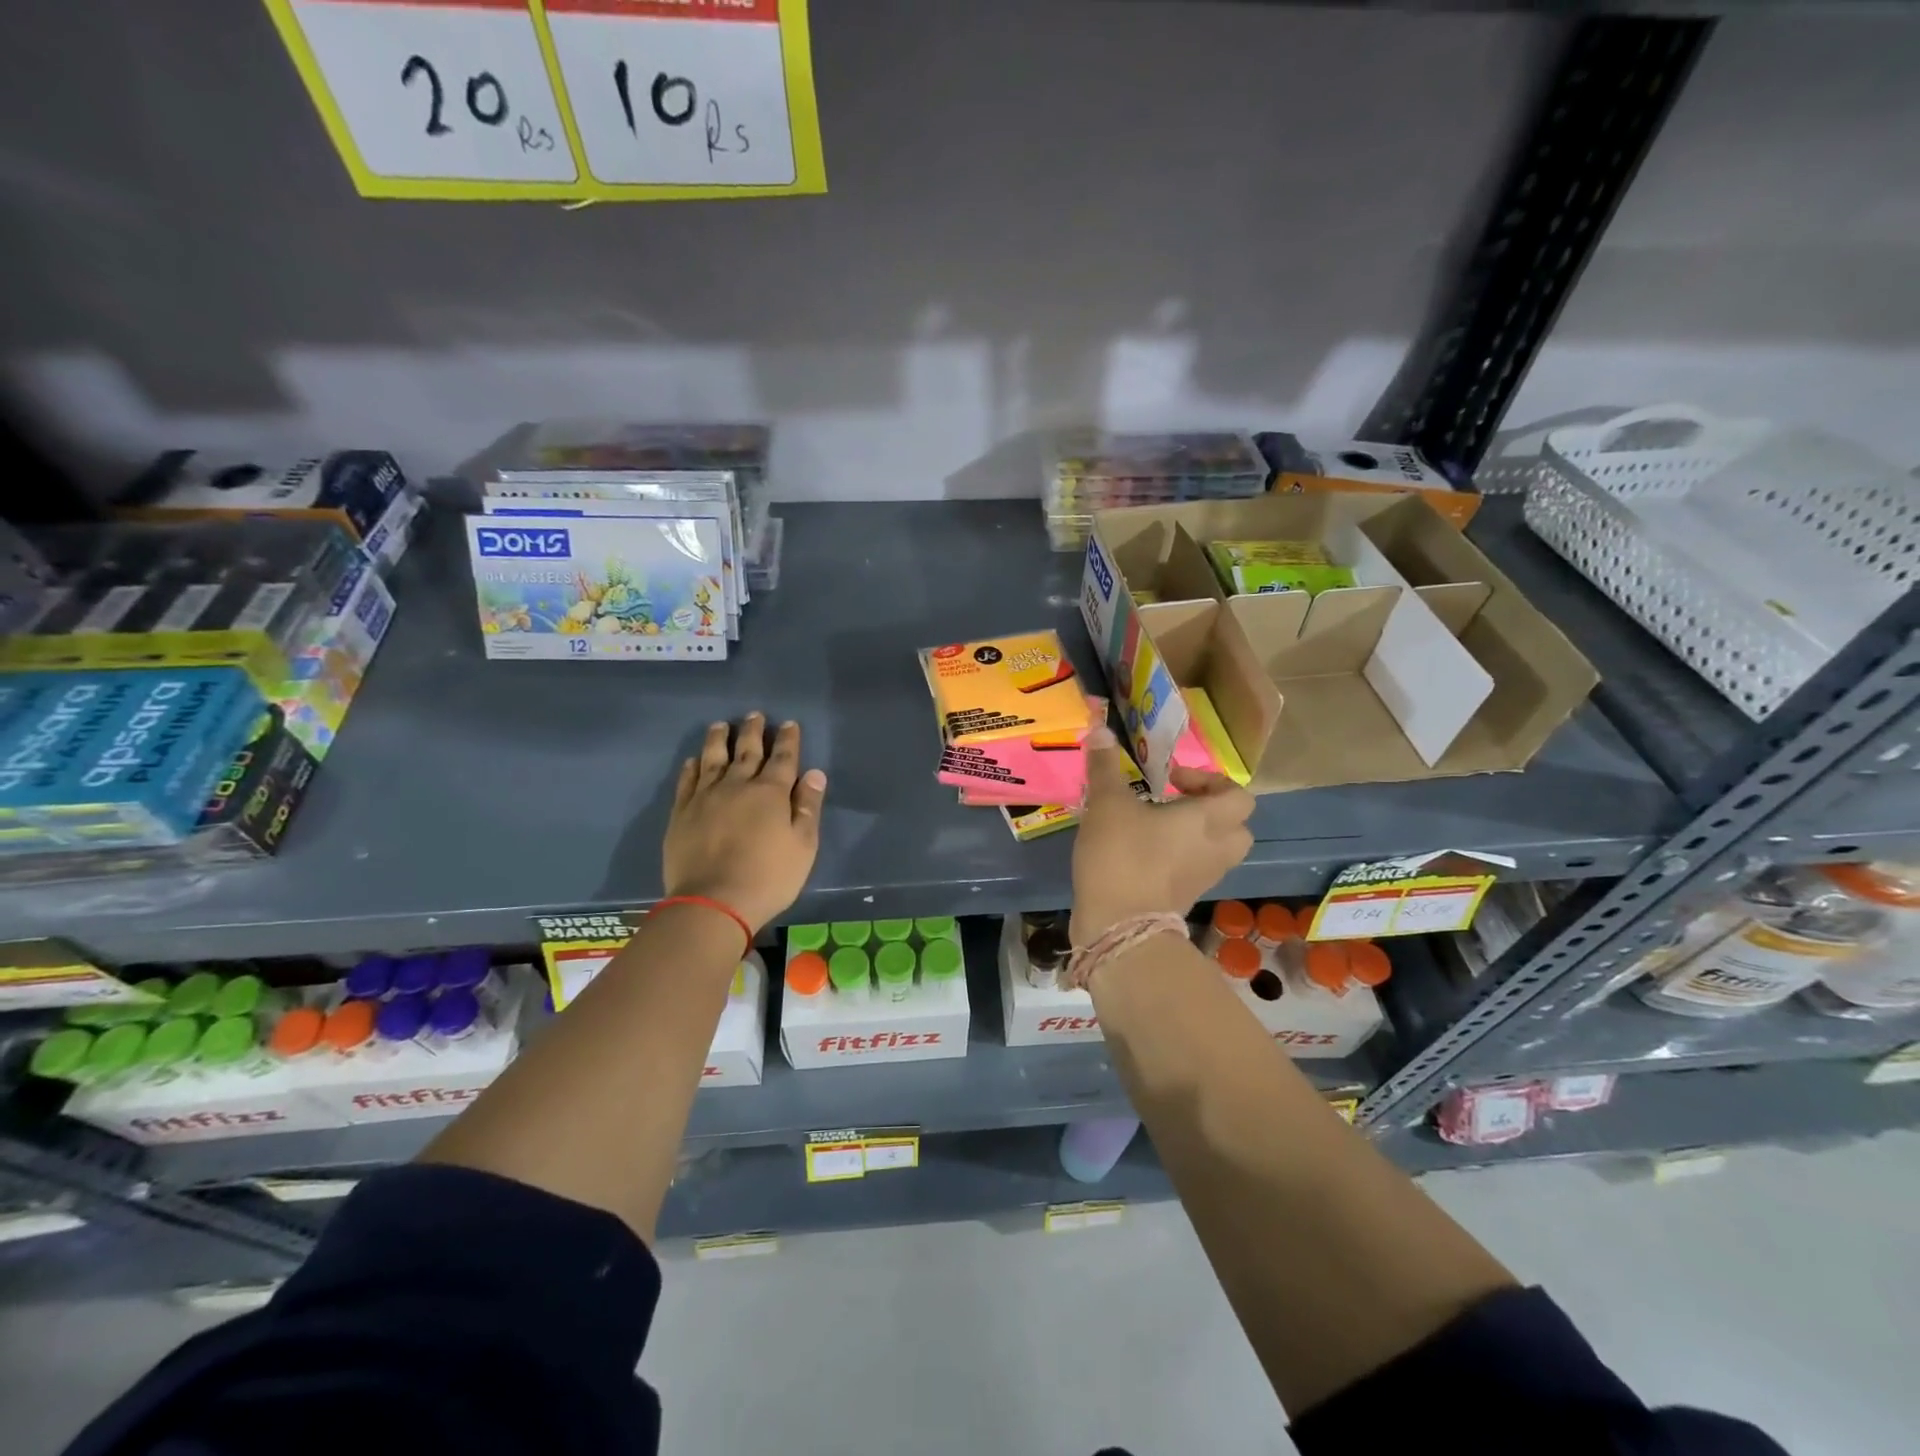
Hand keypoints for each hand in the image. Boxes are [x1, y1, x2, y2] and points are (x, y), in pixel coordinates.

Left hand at [663, 713, 827, 931]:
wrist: (713, 903)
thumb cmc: (768, 877)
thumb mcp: (803, 846)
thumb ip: (808, 808)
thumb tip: (814, 773)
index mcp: (771, 792)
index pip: (783, 758)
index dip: (788, 740)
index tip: (789, 724)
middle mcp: (738, 785)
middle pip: (747, 751)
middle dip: (753, 731)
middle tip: (754, 715)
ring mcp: (706, 797)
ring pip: (713, 759)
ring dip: (718, 740)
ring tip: (720, 725)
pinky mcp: (682, 812)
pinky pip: (687, 781)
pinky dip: (692, 767)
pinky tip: (693, 761)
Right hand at [1071, 726, 1254, 944]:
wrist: (1119, 925)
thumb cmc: (1121, 854)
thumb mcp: (1107, 803)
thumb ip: (1104, 766)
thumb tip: (1100, 728)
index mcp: (1207, 820)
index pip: (1237, 795)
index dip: (1210, 781)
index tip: (1172, 780)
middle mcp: (1215, 848)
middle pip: (1237, 826)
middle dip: (1211, 812)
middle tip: (1175, 805)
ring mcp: (1204, 878)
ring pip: (1217, 851)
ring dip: (1196, 837)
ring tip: (1156, 829)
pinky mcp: (1185, 899)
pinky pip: (1194, 871)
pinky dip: (1179, 860)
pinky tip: (1142, 853)